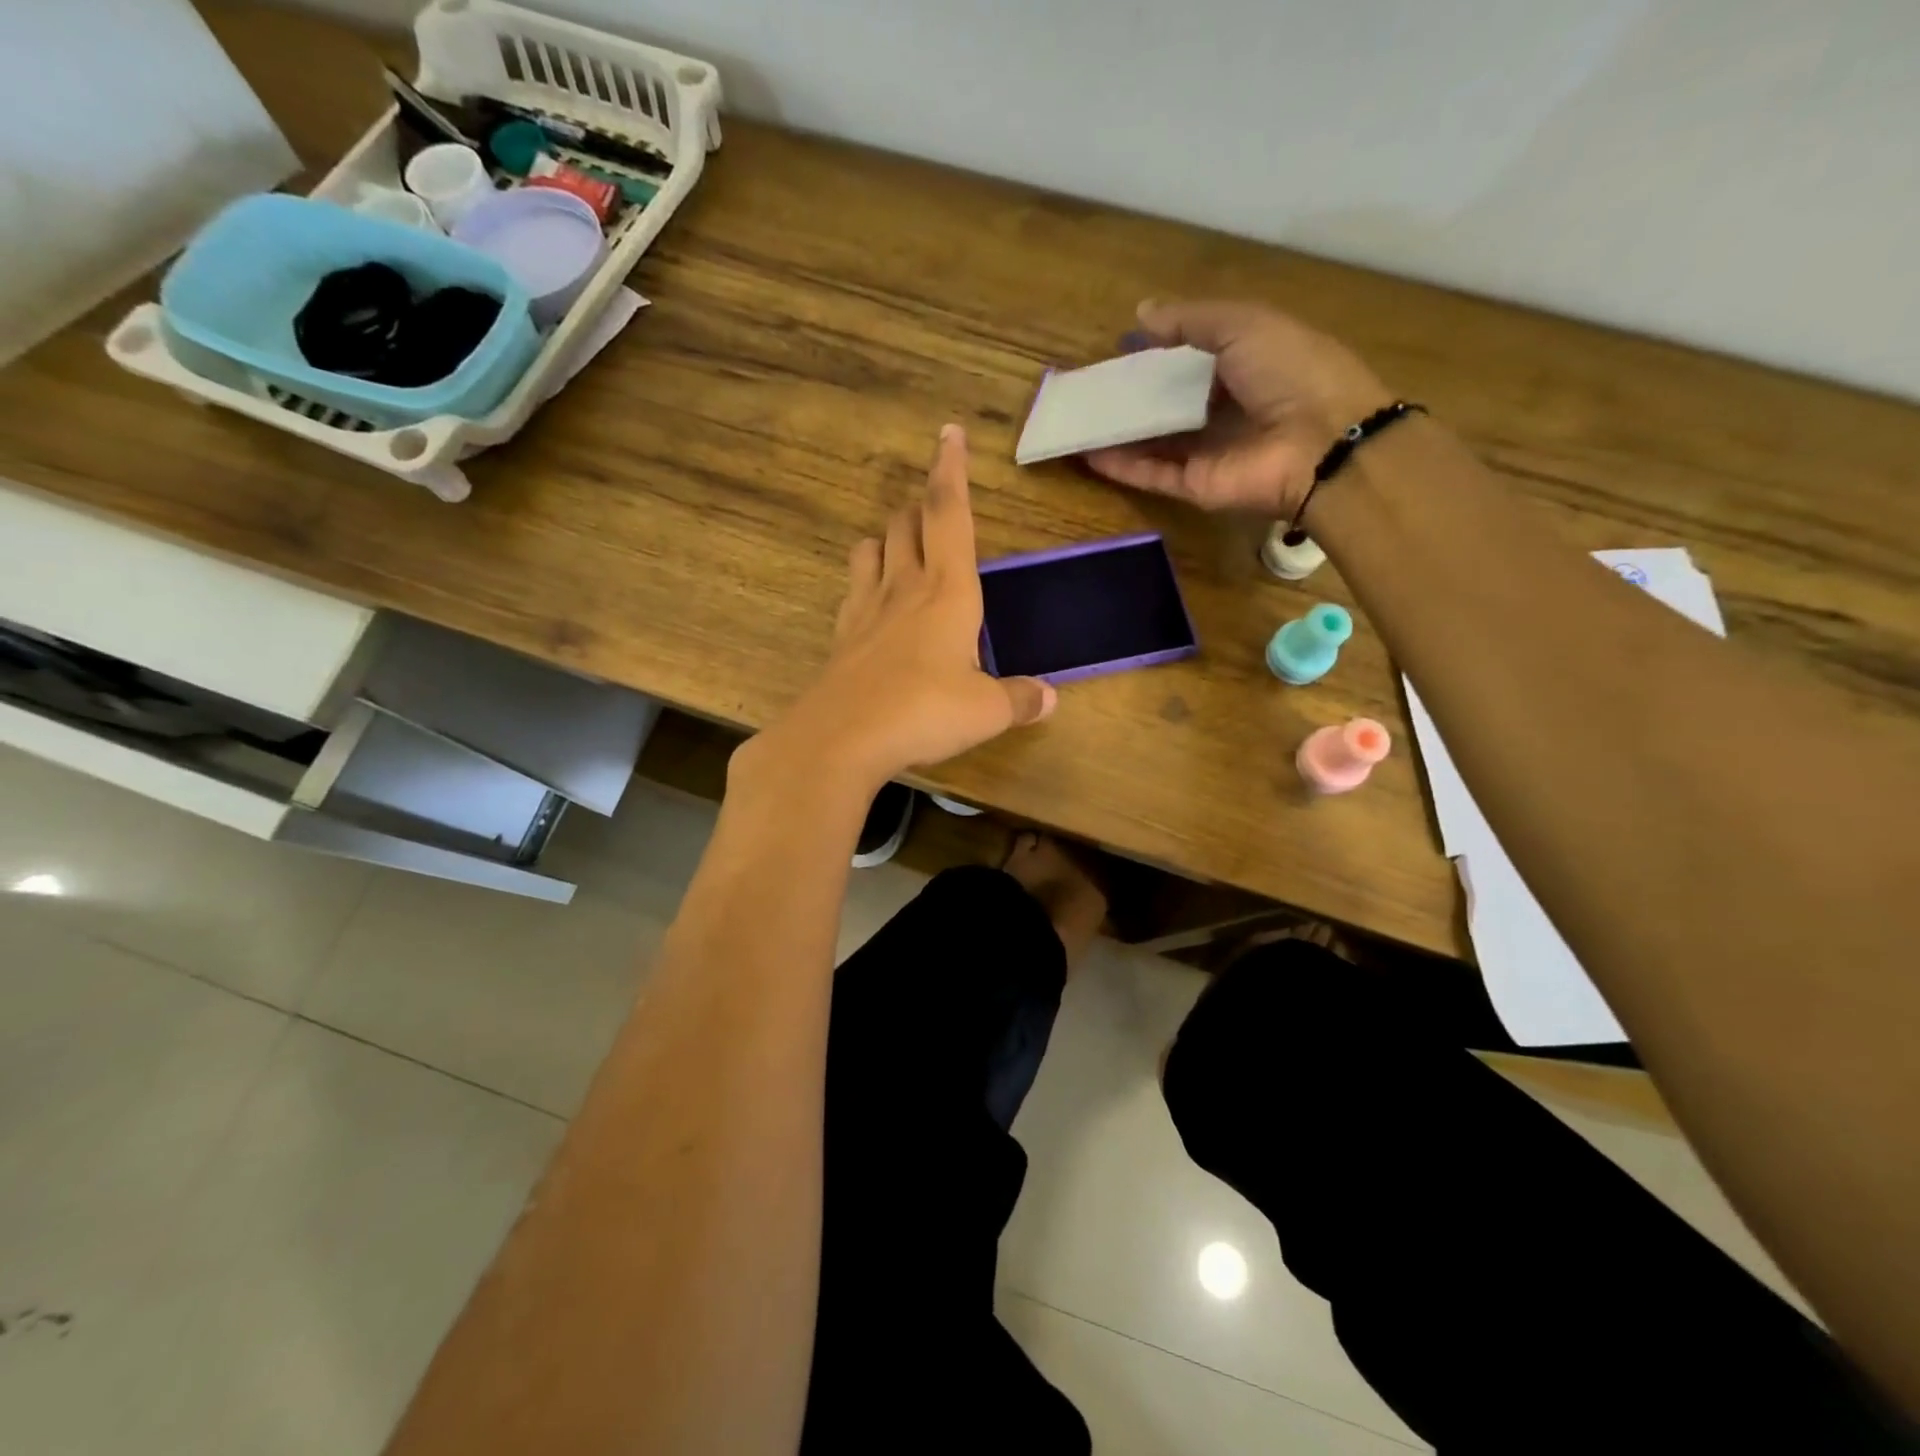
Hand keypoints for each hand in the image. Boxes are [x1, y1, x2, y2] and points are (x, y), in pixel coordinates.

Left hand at [745, 425, 1056, 792]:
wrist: (841, 738)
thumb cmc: (924, 712)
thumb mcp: (986, 711)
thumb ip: (1020, 699)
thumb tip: (1050, 698)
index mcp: (948, 590)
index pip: (950, 513)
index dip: (951, 470)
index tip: (948, 434)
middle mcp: (904, 588)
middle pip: (905, 523)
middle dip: (919, 507)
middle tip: (934, 509)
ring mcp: (865, 610)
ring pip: (869, 549)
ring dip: (886, 539)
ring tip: (900, 550)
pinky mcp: (841, 637)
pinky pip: (852, 592)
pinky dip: (865, 584)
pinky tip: (873, 606)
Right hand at [1084, 300, 1390, 518]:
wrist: (1321, 442)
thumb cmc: (1290, 369)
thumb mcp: (1242, 324)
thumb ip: (1189, 321)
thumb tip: (1140, 314)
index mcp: (1246, 366)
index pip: (1193, 360)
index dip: (1158, 353)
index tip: (1121, 349)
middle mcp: (1225, 410)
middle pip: (1169, 404)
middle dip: (1133, 396)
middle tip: (1090, 388)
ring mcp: (1209, 452)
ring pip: (1154, 442)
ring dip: (1118, 432)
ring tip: (1077, 420)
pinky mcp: (1196, 486)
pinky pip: (1152, 474)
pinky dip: (1121, 466)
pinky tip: (1087, 453)